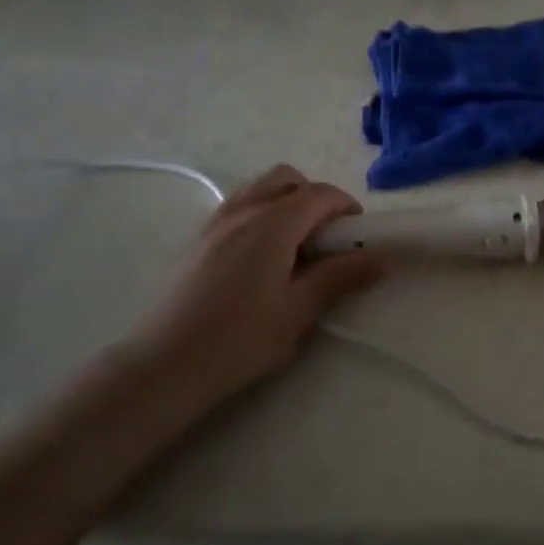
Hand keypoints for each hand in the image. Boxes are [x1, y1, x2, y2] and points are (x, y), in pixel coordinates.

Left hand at [121, 165, 384, 411]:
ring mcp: (215, 221)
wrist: (163, 366)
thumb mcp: (297, 312)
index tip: (359, 235)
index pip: (319, 194)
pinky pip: (238, 205)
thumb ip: (339, 278)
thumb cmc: (238, 340)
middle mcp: (243, 210)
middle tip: (327, 236)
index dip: (345, 207)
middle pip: (287, 178)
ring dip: (285, 201)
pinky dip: (260, 212)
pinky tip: (262, 255)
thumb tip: (380, 260)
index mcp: (273, 224)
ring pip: (259, 188)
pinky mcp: (197, 238)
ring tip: (295, 244)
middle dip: (314, 196)